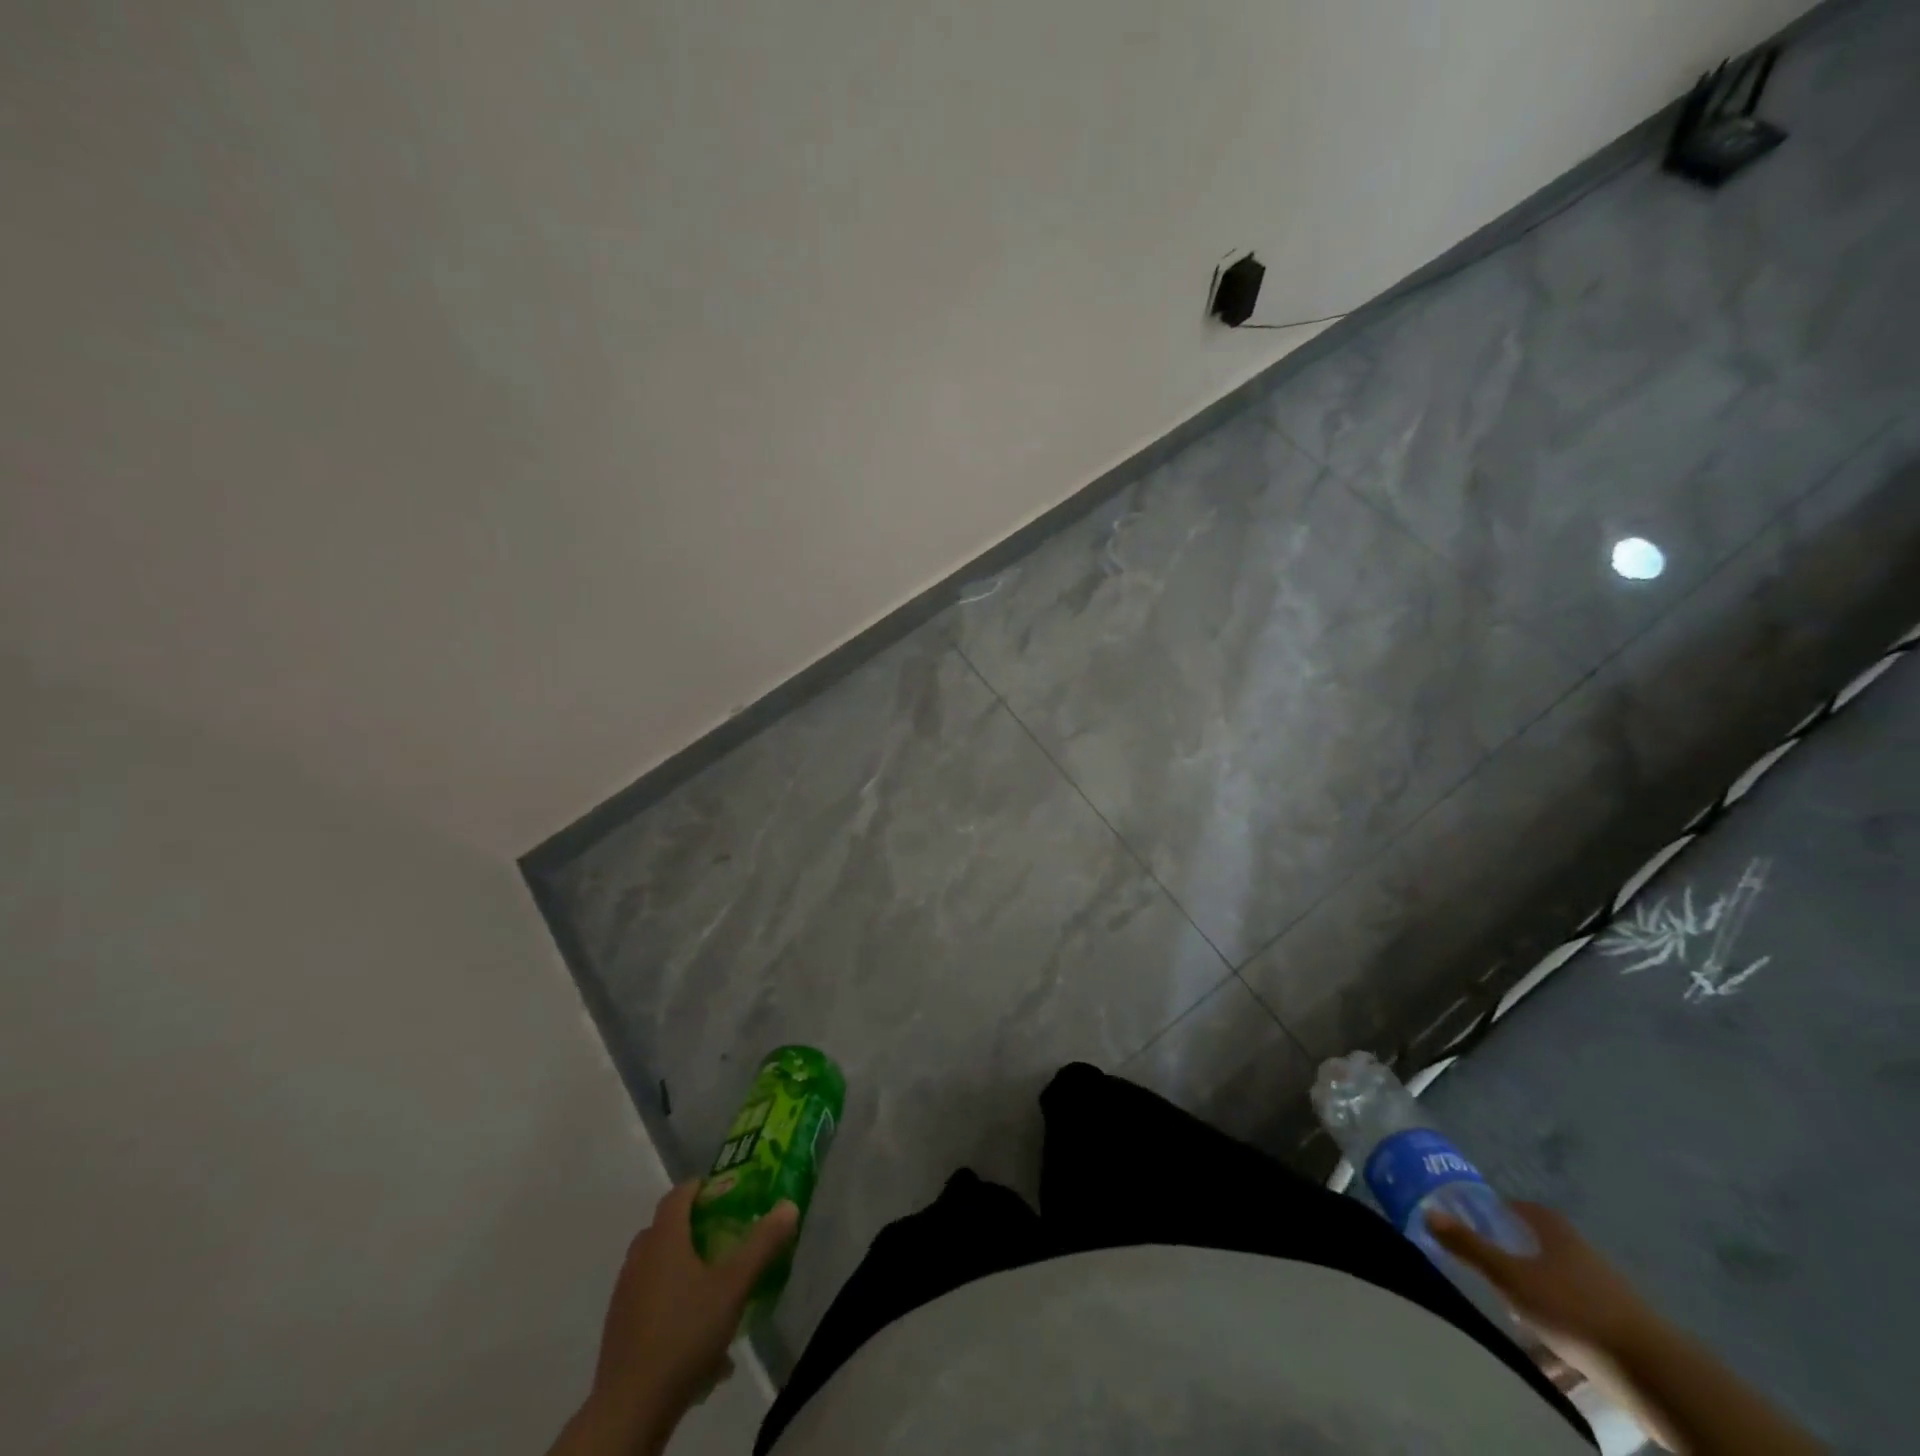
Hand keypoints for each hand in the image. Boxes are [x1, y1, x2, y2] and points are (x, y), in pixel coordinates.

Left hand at [565, 1182, 797, 1455]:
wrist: (630, 1407)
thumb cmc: (685, 1332)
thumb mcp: (734, 1286)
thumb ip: (762, 1244)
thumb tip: (788, 1205)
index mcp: (664, 1239)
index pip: (678, 1195)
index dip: (699, 1187)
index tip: (723, 1191)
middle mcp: (639, 1259)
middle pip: (663, 1229)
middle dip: (691, 1227)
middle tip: (721, 1237)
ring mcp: (624, 1295)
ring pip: (654, 1266)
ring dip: (679, 1267)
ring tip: (711, 1289)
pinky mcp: (619, 1329)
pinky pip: (648, 1300)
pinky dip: (669, 1302)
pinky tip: (693, 1332)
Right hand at [1427, 1201, 1651, 1363]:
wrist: (1654, 1373)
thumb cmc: (1572, 1309)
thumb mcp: (1510, 1277)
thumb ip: (1469, 1246)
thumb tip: (1429, 1212)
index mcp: (1555, 1231)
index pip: (1519, 1208)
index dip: (1496, 1211)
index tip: (1473, 1223)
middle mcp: (1580, 1252)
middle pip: (1538, 1246)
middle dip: (1512, 1257)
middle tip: (1485, 1270)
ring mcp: (1604, 1291)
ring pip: (1557, 1286)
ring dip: (1535, 1297)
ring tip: (1511, 1316)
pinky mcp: (1618, 1328)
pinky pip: (1577, 1320)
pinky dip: (1558, 1330)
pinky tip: (1545, 1353)